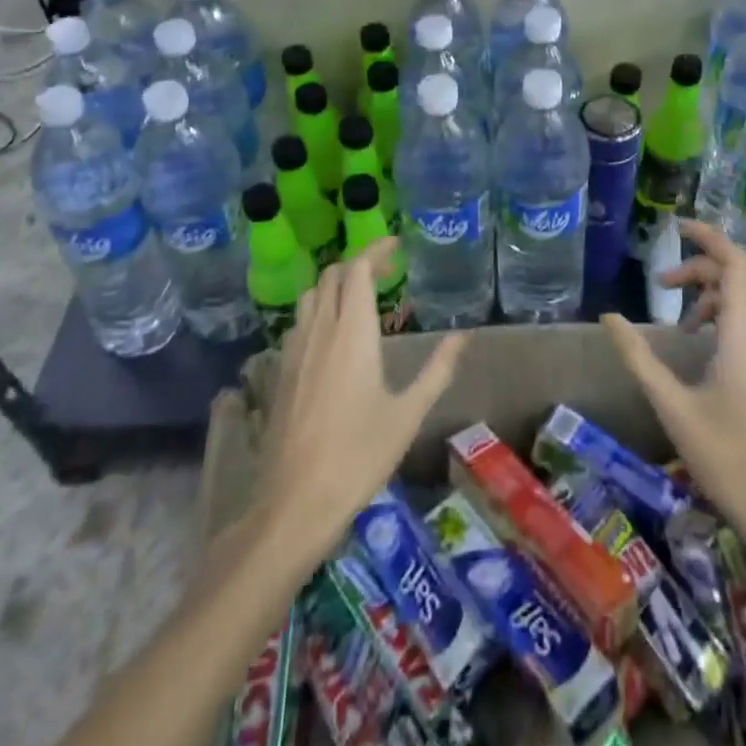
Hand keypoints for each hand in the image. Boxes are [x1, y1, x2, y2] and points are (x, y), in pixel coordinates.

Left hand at [255, 239, 468, 557]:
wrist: (295, 502)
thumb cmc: (359, 454)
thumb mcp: (408, 413)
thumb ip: (438, 369)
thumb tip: (465, 336)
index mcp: (352, 332)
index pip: (358, 269)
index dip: (375, 249)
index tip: (396, 244)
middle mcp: (320, 330)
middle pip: (332, 276)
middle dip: (358, 263)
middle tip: (385, 270)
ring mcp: (294, 350)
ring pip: (310, 296)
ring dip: (334, 285)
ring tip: (360, 297)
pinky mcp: (280, 371)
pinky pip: (298, 322)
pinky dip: (317, 310)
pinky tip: (332, 337)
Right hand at [602, 220, 745, 549]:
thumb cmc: (728, 457)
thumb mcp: (673, 405)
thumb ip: (639, 356)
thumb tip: (608, 317)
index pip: (736, 263)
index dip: (709, 237)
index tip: (677, 226)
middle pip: (739, 276)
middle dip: (700, 267)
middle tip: (660, 280)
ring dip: (711, 293)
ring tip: (676, 320)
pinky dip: (723, 315)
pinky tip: (699, 344)